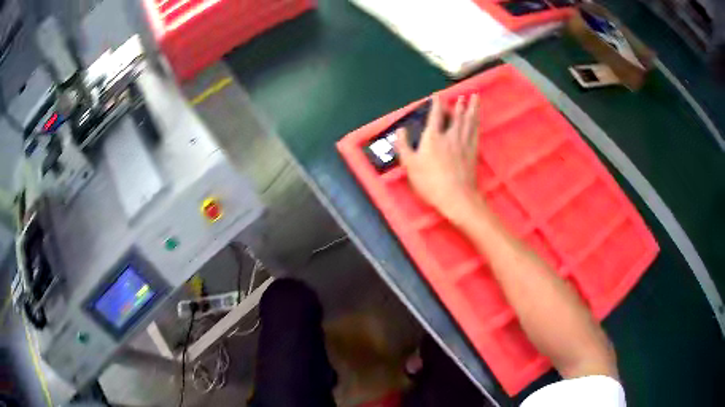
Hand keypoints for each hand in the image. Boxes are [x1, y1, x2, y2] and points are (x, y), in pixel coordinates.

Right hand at [395, 95, 482, 221]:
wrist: (456, 196)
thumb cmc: (430, 182)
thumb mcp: (410, 165)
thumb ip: (403, 146)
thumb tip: (400, 130)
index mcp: (433, 137)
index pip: (435, 115)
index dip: (436, 104)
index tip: (437, 96)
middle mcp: (450, 136)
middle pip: (457, 115)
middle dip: (460, 104)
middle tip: (464, 95)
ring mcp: (464, 143)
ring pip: (469, 121)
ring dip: (472, 108)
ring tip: (475, 98)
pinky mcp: (473, 152)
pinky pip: (475, 132)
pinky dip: (476, 123)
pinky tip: (477, 120)